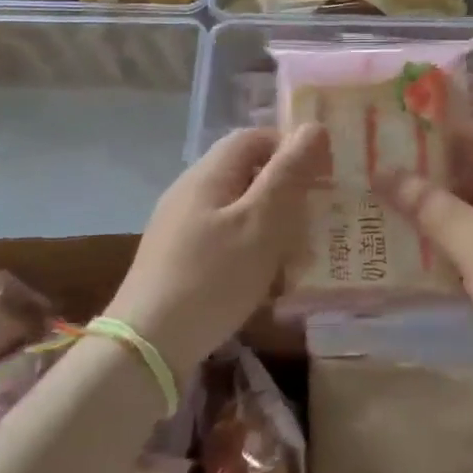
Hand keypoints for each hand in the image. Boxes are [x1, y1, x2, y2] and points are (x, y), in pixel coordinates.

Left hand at [107, 125, 325, 375]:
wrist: (148, 345)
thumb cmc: (212, 277)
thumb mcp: (260, 223)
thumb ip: (288, 174)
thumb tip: (313, 127)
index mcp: (208, 174)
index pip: (254, 137)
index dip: (291, 147)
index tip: (324, 174)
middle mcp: (191, 191)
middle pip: (246, 172)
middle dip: (286, 187)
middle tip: (320, 214)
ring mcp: (181, 226)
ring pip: (238, 208)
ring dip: (272, 221)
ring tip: (302, 248)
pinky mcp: (179, 259)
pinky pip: (225, 238)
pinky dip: (252, 247)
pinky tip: (268, 277)